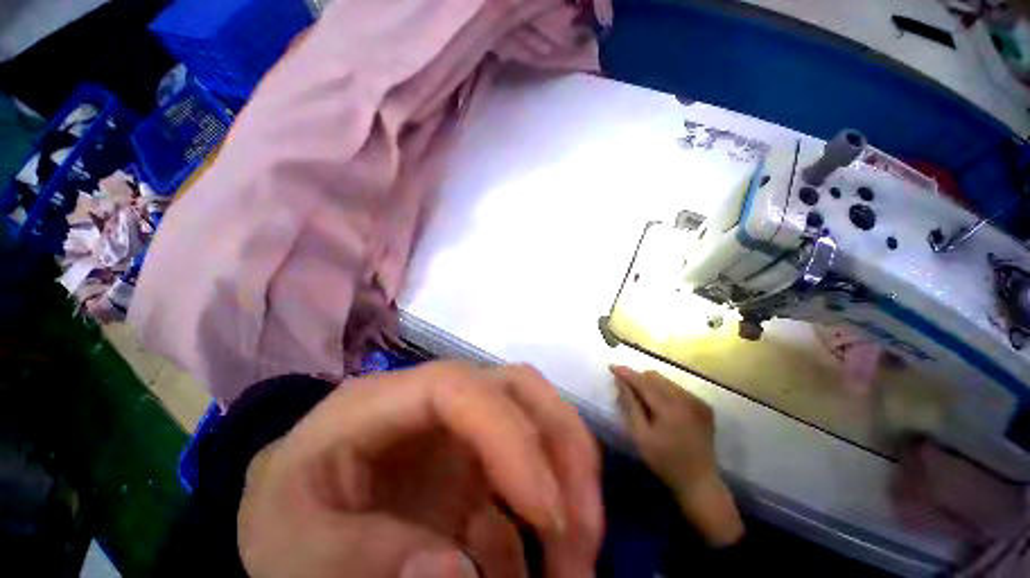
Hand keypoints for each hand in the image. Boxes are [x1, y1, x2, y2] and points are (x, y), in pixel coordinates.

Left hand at [238, 361, 602, 577]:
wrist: (299, 517)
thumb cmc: (288, 519)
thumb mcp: (289, 551)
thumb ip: (352, 561)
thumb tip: (456, 571)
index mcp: (382, 399)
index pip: (458, 388)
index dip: (509, 436)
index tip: (547, 515)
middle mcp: (436, 397)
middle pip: (516, 385)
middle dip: (560, 445)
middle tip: (581, 531)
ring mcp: (462, 423)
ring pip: (535, 416)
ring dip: (568, 478)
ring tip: (576, 559)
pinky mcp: (477, 455)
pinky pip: (529, 469)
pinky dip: (549, 513)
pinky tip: (543, 567)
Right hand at [609, 365, 742, 546]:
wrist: (699, 482)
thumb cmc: (664, 461)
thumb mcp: (640, 435)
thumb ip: (630, 404)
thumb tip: (620, 380)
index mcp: (670, 407)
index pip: (643, 381)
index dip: (626, 372)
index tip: (611, 367)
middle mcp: (686, 398)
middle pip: (655, 377)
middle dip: (638, 379)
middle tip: (627, 391)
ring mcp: (698, 401)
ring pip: (666, 381)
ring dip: (652, 385)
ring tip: (644, 400)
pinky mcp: (704, 406)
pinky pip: (678, 389)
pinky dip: (665, 392)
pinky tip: (662, 407)